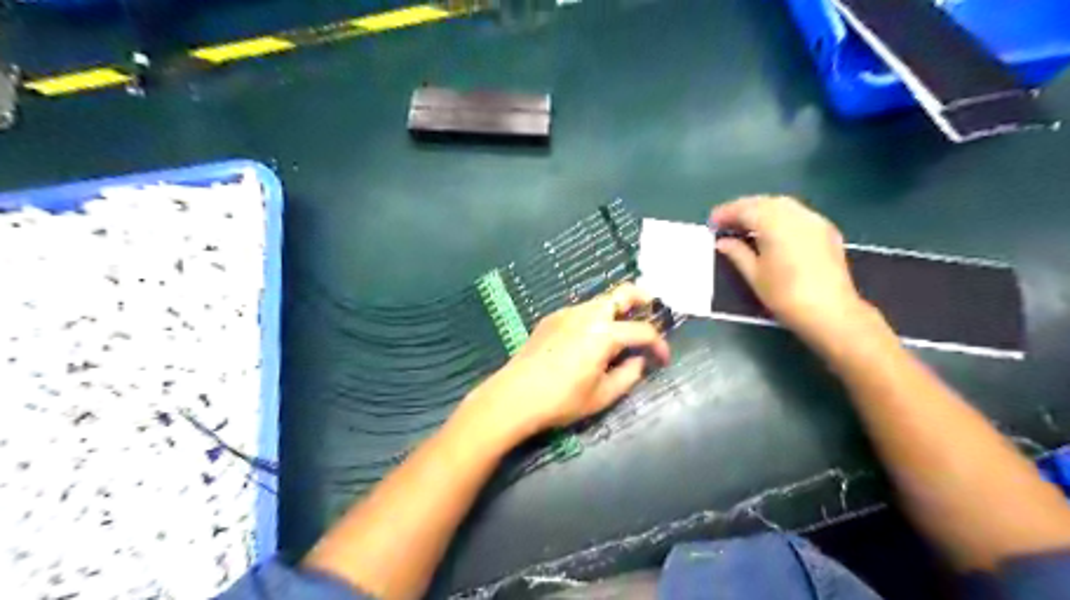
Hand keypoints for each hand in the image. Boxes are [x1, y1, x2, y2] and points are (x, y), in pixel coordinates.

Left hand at [459, 281, 665, 444]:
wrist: (514, 396)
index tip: (663, 359)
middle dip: (643, 299)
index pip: (643, 331)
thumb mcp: (603, 395)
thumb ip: (629, 375)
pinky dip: (594, 317)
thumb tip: (639, 360)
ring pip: (601, 300)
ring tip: (620, 331)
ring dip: (617, 310)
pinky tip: (589, 339)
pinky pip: (581, 311)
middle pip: (623, 292)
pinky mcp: (551, 318)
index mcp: (604, 333)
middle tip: (652, 312)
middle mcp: (587, 314)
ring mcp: (566, 313)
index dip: (659, 344)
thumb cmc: (562, 400)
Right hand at [708, 198, 873, 346]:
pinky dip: (780, 215)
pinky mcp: (826, 231)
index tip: (711, 222)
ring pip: (783, 204)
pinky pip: (798, 213)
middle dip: (743, 208)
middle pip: (765, 202)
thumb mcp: (755, 276)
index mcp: (775, 224)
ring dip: (762, 209)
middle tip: (726, 222)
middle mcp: (796, 215)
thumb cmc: (785, 296)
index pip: (745, 209)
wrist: (831, 312)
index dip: (726, 213)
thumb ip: (737, 253)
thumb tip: (723, 242)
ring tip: (746, 225)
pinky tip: (772, 230)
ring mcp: (814, 221)